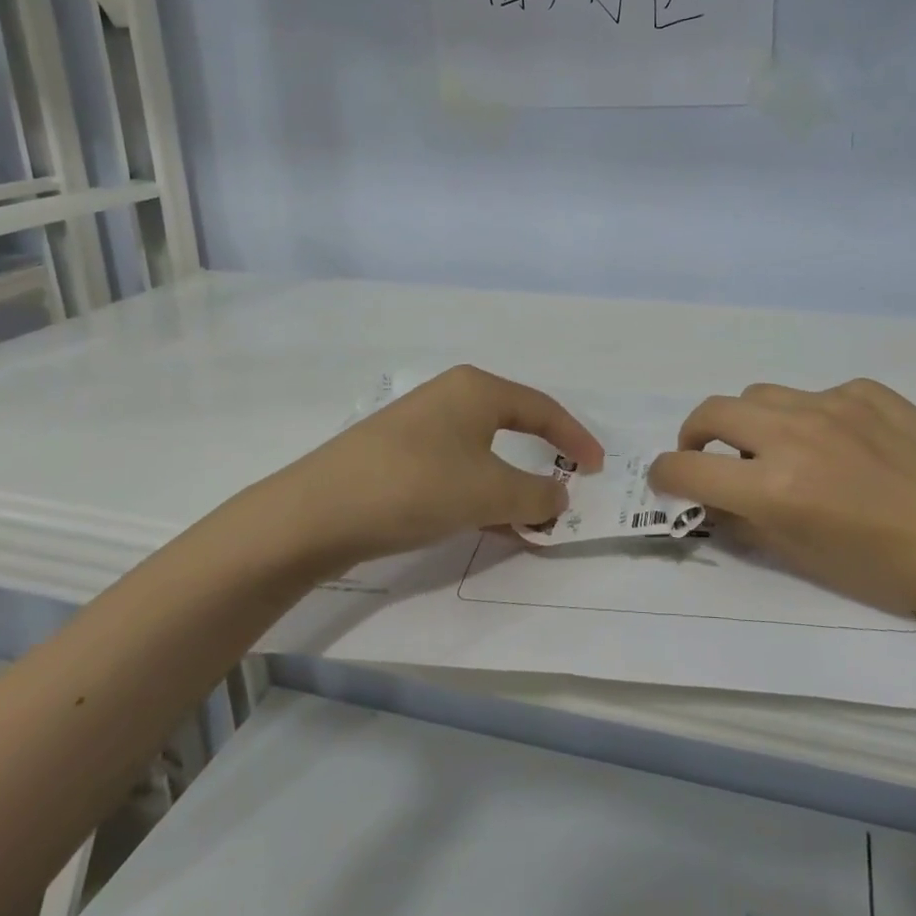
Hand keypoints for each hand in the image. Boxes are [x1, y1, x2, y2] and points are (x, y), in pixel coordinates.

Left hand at [269, 365, 604, 576]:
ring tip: (529, 521)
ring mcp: (420, 426)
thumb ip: (535, 494)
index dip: (575, 437)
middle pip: (513, 426)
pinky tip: (486, 526)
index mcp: (477, 389)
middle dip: (541, 461)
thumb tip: (559, 494)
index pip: (543, 407)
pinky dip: (479, 494)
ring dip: (509, 485)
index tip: (599, 468)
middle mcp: (450, 397)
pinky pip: (455, 470)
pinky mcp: (397, 456)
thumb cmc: (417, 486)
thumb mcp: (489, 493)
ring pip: (483, 453)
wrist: (316, 513)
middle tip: (565, 491)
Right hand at [649, 379, 915, 640]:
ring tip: (774, 448)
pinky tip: (842, 445)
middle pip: (712, 411)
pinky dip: (808, 418)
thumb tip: (716, 501)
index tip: (666, 480)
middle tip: (707, 457)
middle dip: (694, 436)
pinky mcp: (866, 390)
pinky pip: (816, 395)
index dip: (666, 475)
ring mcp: (832, 403)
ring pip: (760, 395)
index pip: (689, 468)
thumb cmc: (894, 571)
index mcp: (776, 487)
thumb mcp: (808, 559)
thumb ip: (750, 523)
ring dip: (749, 422)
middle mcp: (794, 433)